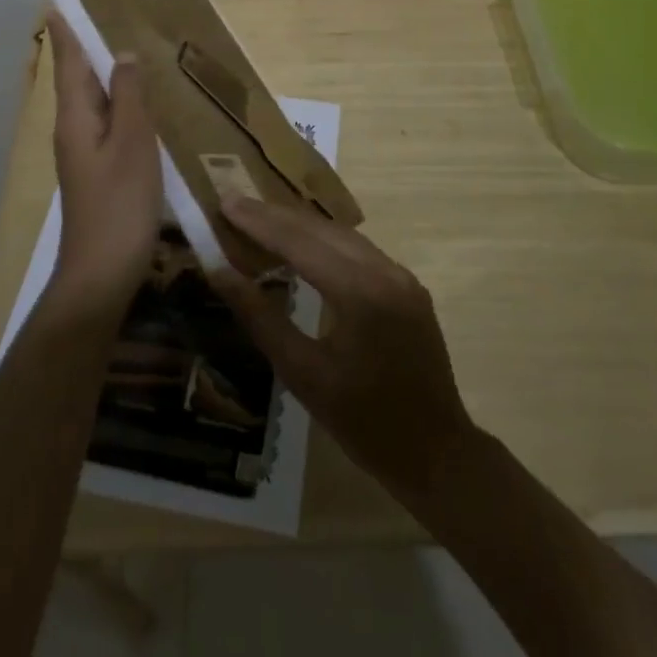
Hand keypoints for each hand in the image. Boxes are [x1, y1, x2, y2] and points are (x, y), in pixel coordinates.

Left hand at [45, 16, 161, 323]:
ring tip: (128, 49)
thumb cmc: (120, 203)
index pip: (68, 63)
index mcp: (76, 117)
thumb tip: (122, 54)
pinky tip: (140, 103)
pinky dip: (120, 103)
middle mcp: (73, 129)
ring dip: (106, 74)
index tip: (59, 1)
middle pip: (78, 79)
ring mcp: (84, 152)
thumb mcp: (132, 143)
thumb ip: (129, 96)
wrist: (102, 272)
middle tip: (106, 15)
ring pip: (94, 101)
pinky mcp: (98, 170)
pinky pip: (107, 122)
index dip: (65, 32)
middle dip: (87, 47)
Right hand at [209, 198, 477, 506]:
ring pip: (341, 235)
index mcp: (360, 292)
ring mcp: (401, 276)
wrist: (437, 454)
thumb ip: (260, 318)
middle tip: (233, 204)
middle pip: (320, 229)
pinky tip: (302, 246)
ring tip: (259, 220)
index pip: (298, 241)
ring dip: (299, 225)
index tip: (224, 202)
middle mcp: (384, 271)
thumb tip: (220, 274)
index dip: (258, 221)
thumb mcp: (303, 374)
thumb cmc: (363, 422)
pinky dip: (324, 241)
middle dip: (274, 215)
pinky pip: (359, 250)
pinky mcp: (408, 286)